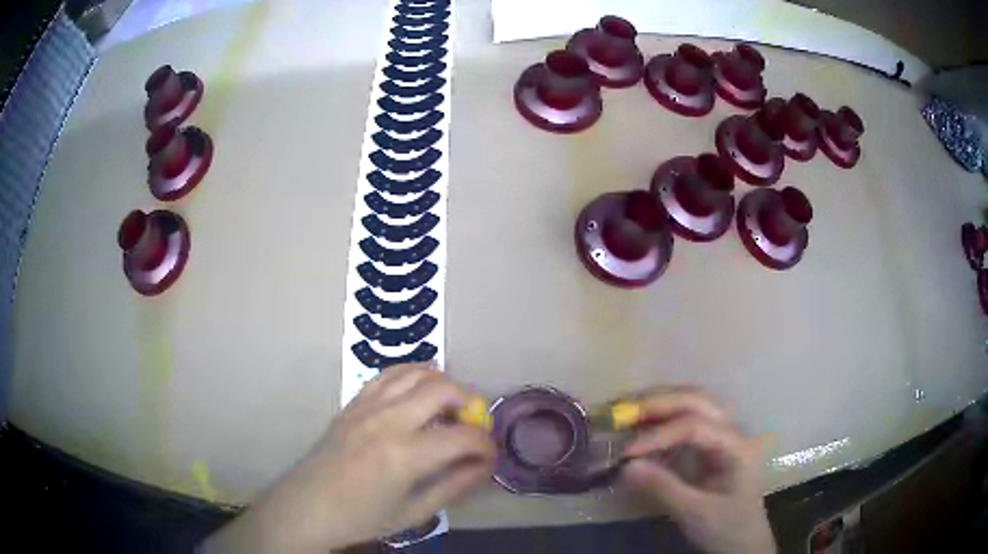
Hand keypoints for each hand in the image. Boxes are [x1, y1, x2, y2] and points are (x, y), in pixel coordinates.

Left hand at [205, 363, 494, 552]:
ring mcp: (367, 406)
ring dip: (442, 384)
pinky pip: (387, 374)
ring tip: (449, 406)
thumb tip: (486, 466)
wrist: (308, 506)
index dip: (486, 444)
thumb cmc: (361, 517)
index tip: (490, 453)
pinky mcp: (353, 403)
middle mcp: (388, 421)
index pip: (463, 437)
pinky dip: (411, 374)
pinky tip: (419, 388)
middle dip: (469, 403)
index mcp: (405, 456)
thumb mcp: (414, 513)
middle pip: (442, 390)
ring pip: (416, 373)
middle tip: (473, 424)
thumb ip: (455, 486)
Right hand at [619, 388, 774, 553]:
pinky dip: (660, 418)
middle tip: (621, 412)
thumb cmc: (726, 526)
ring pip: (691, 403)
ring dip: (658, 403)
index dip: (659, 434)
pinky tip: (640, 425)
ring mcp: (721, 435)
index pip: (695, 426)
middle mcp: (731, 431)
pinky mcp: (709, 444)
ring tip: (626, 411)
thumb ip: (663, 488)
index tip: (627, 451)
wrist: (743, 539)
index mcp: (736, 446)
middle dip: (657, 403)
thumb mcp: (695, 513)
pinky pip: (685, 420)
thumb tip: (625, 465)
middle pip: (696, 401)